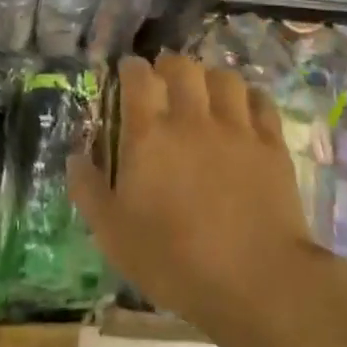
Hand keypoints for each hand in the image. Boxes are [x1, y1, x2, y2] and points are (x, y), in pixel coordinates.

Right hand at [69, 53, 326, 346]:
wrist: (255, 280)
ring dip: (210, 78)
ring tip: (205, 92)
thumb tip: (75, 157)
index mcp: (149, 136)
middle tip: (165, 78)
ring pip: (224, 77)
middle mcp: (191, 120)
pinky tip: (244, 109)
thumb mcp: (113, 234)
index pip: (138, 78)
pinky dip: (249, 98)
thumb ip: (89, 190)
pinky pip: (261, 102)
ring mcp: (237, 129)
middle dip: (170, 65)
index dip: (131, 68)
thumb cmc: (173, 260)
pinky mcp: (272, 145)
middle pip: (182, 67)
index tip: (128, 72)